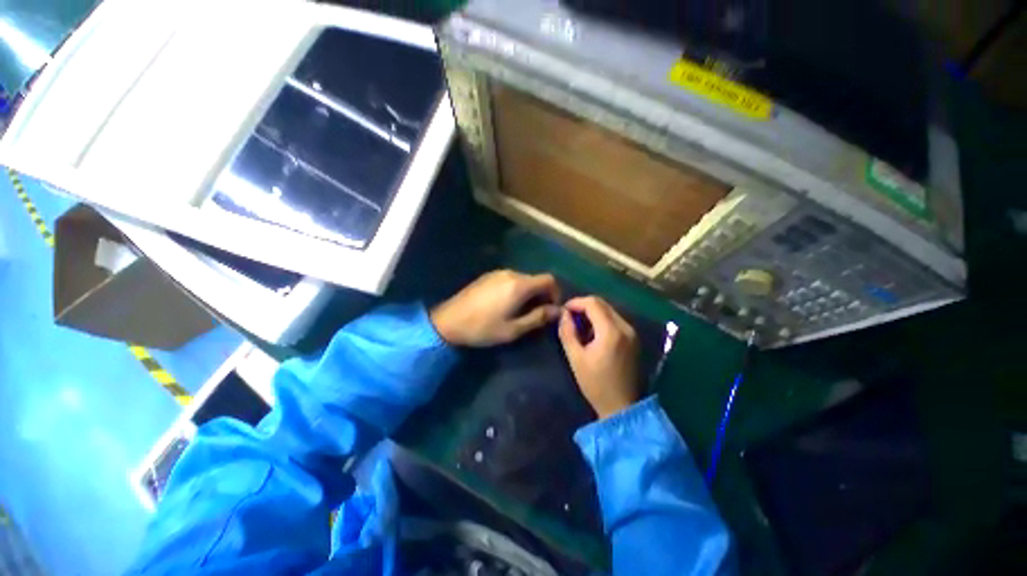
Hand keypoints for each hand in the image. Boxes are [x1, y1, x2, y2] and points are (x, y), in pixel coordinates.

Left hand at [431, 270, 560, 346]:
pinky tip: (505, 304)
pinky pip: (509, 279)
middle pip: (536, 279)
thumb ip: (538, 317)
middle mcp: (511, 273)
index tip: (551, 309)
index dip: (555, 293)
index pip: (549, 279)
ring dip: (528, 292)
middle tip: (536, 314)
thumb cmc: (483, 328)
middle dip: (541, 294)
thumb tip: (557, 311)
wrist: (448, 321)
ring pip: (523, 279)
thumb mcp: (514, 329)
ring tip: (520, 310)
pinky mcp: (487, 276)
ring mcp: (497, 273)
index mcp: (520, 285)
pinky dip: (516, 289)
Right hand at [558, 296, 640, 418]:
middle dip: (583, 306)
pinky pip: (614, 319)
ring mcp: (631, 332)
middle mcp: (625, 327)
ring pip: (609, 310)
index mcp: (611, 331)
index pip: (593, 303)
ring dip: (592, 312)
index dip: (575, 302)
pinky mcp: (633, 338)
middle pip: (602, 304)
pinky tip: (592, 332)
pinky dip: (601, 320)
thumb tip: (563, 314)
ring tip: (578, 325)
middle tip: (569, 317)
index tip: (563, 310)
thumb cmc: (595, 384)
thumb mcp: (576, 358)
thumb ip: (568, 332)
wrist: (621, 405)